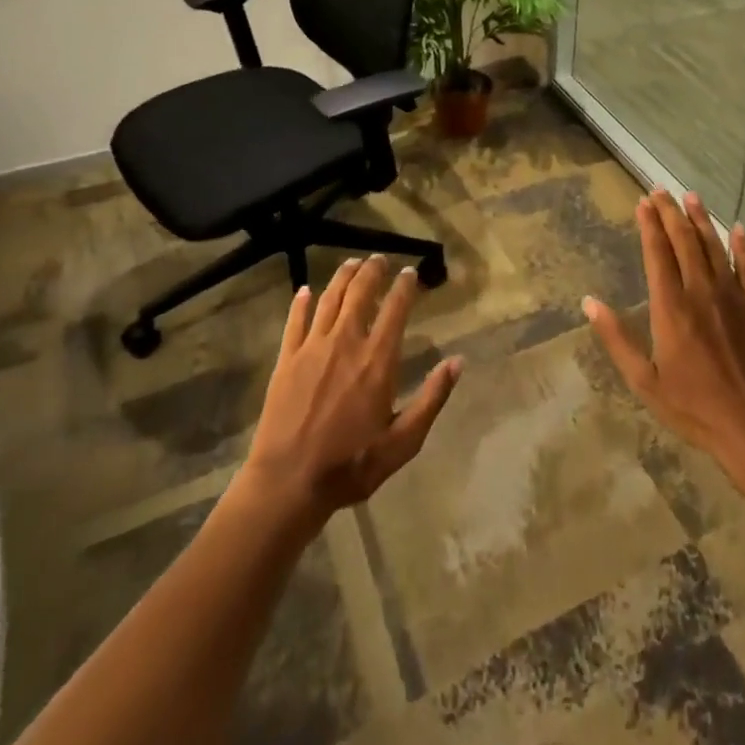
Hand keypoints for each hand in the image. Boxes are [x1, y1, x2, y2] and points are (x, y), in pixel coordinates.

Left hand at [240, 256, 462, 519]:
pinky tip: (304, 290)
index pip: (396, 308)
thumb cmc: (351, 465)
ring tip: (352, 263)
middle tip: (380, 259)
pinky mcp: (286, 359)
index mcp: (378, 360)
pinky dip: (301, 302)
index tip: (410, 272)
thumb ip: (432, 398)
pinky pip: (295, 320)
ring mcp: (312, 348)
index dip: (405, 285)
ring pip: (330, 298)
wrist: (288, 484)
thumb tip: (458, 362)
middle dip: (373, 271)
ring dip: (343, 277)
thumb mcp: (403, 441)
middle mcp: (346, 342)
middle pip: (361, 292)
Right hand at [584, 190, 744, 490]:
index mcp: (671, 307)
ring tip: (690, 196)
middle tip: (660, 190)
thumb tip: (589, 302)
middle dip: (671, 213)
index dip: (649, 225)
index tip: (642, 202)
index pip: (657, 253)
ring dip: (701, 219)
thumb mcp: (645, 381)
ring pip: (714, 247)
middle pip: (684, 241)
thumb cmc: (695, 408)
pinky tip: (738, 229)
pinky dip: (742, 246)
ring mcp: (732, 296)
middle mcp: (701, 291)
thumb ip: (617, 338)